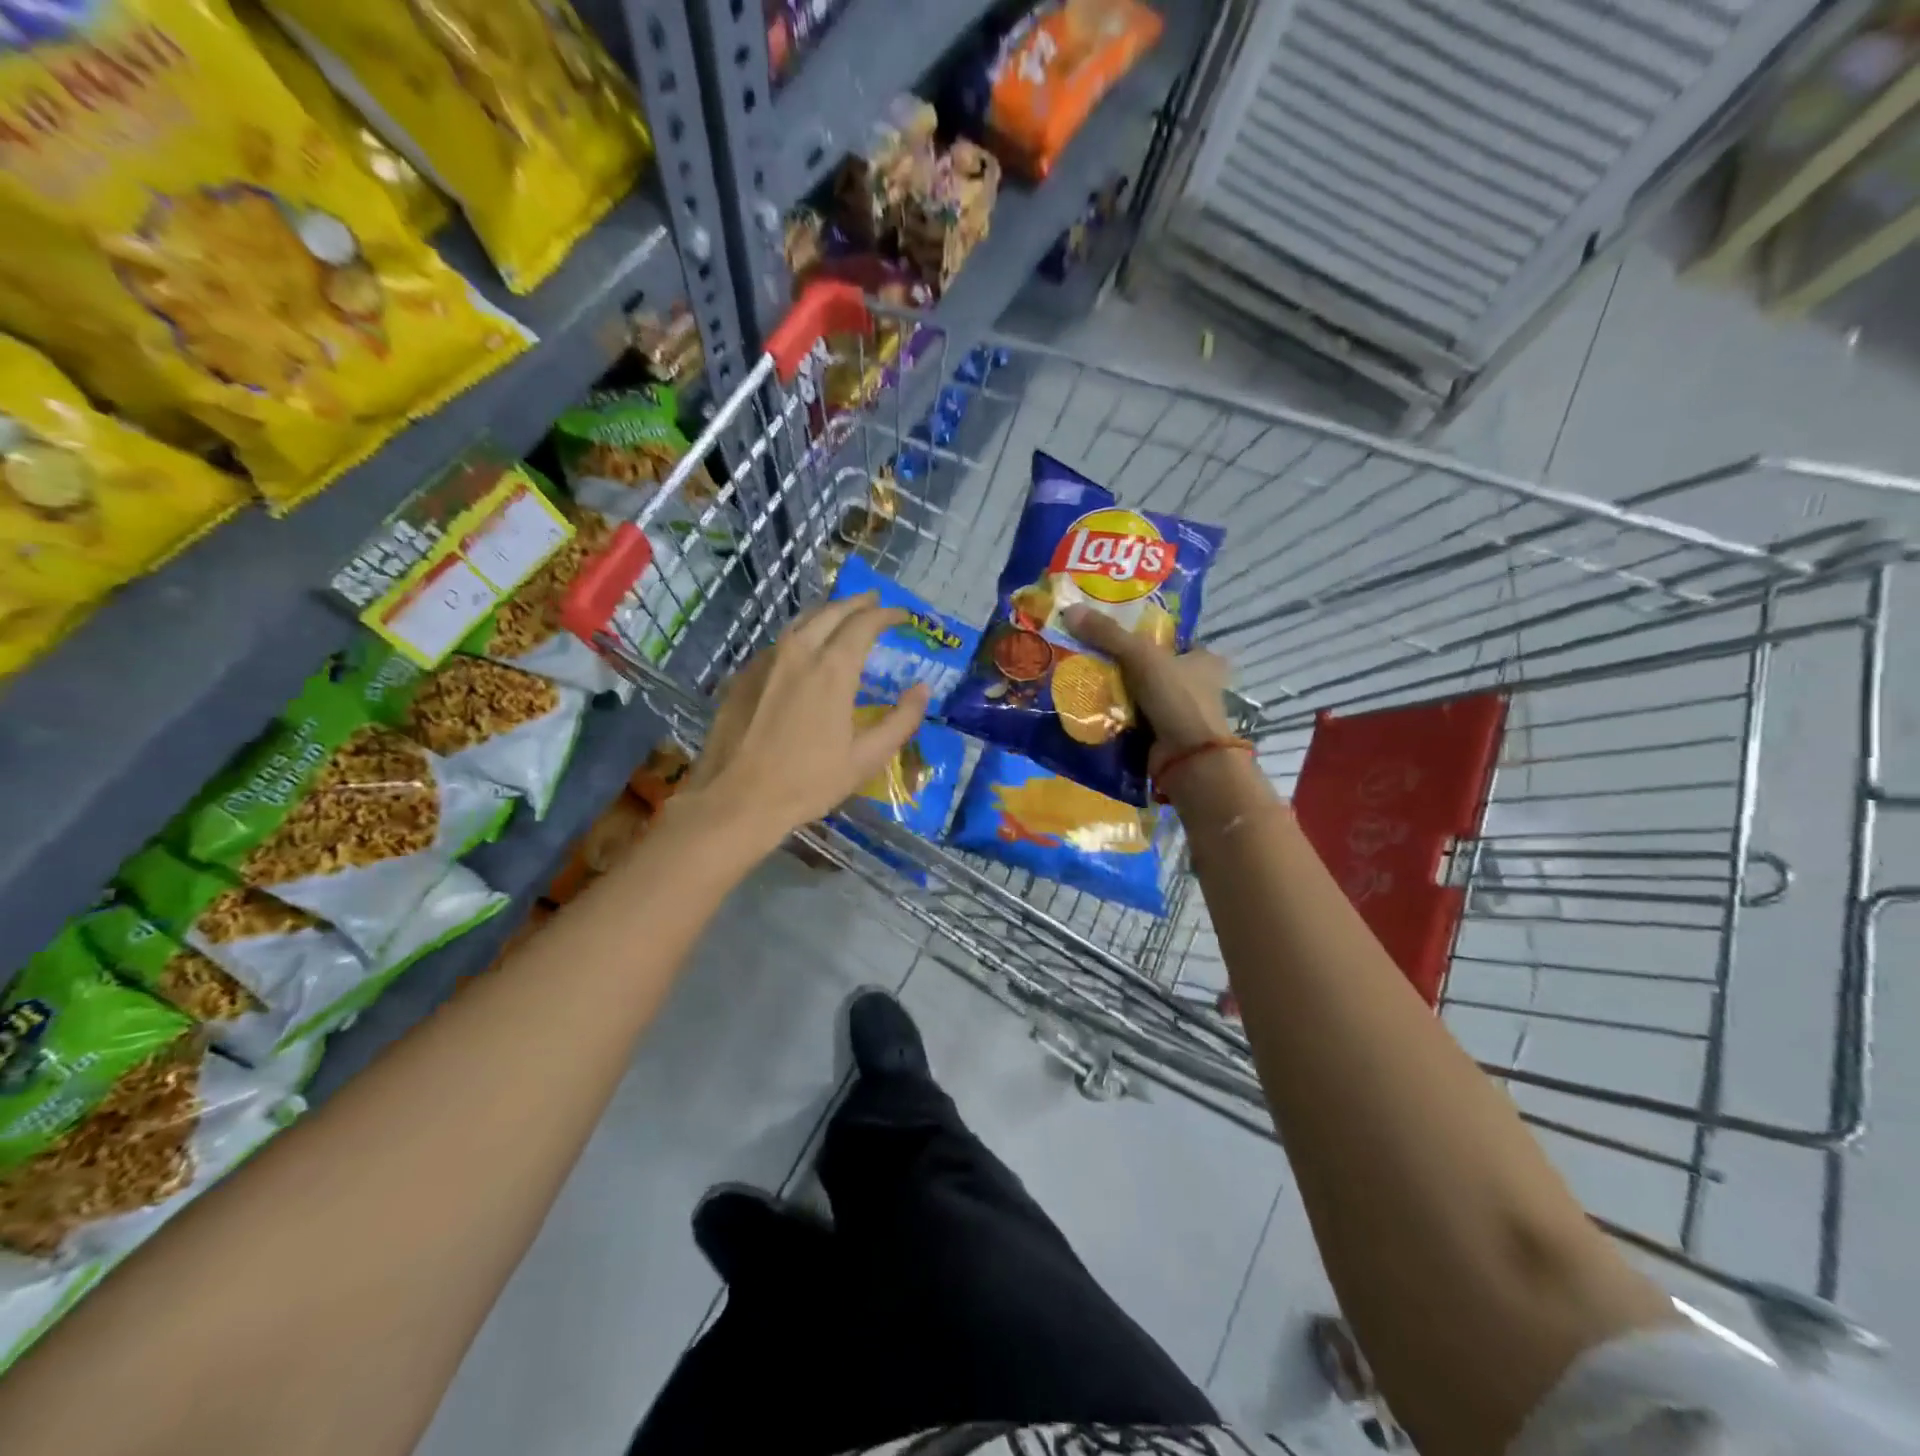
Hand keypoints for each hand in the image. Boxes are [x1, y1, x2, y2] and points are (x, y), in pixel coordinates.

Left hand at [688, 593, 929, 840]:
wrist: (736, 799)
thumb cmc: (808, 782)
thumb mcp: (866, 758)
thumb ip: (901, 720)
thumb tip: (922, 689)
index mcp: (832, 670)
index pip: (864, 624)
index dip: (886, 615)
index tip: (902, 615)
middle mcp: (798, 653)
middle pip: (830, 612)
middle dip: (856, 603)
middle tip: (874, 603)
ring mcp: (765, 662)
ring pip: (800, 623)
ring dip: (826, 613)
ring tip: (842, 616)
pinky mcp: (743, 676)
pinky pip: (778, 644)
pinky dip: (800, 636)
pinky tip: (803, 651)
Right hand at [1062, 605, 1233, 777]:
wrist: (1188, 759)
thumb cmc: (1177, 698)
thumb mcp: (1142, 656)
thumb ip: (1108, 634)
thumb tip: (1069, 610)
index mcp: (1204, 659)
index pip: (1173, 639)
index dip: (1146, 634)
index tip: (1113, 631)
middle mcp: (1197, 685)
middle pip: (1154, 667)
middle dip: (1125, 664)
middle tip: (1089, 654)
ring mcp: (1181, 714)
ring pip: (1142, 694)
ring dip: (1118, 691)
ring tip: (1082, 678)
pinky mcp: (1165, 737)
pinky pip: (1135, 719)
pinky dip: (1116, 715)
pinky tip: (1090, 707)